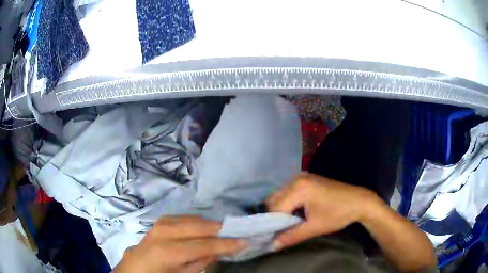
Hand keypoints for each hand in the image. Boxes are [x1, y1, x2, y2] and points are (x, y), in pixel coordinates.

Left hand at [113, 216, 247, 272]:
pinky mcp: (160, 221)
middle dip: (219, 229)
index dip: (225, 243)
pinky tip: (204, 226)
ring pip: (192, 219)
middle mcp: (163, 233)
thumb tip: (219, 250)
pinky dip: (197, 221)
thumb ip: (201, 262)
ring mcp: (160, 224)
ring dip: (209, 224)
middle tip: (237, 232)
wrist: (136, 267)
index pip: (203, 245)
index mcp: (168, 252)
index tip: (244, 241)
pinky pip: (184, 217)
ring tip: (224, 230)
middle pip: (198, 227)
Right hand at [267, 172, 381, 248]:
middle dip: (276, 216)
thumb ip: (291, 236)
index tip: (275, 236)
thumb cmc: (339, 214)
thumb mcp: (315, 227)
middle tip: (281, 230)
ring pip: (280, 196)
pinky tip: (296, 213)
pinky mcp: (307, 180)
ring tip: (289, 223)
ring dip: (281, 210)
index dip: (273, 224)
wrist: (360, 201)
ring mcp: (302, 177)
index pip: (275, 208)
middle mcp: (297, 179)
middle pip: (274, 200)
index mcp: (299, 188)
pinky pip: (288, 192)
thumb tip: (273, 245)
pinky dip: (288, 204)